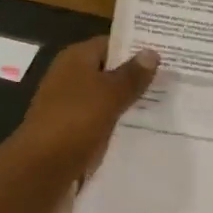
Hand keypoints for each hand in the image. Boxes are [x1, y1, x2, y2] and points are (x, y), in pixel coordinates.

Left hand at [13, 38, 159, 180]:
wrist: (40, 169)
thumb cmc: (75, 121)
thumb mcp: (110, 94)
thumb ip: (132, 75)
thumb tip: (151, 52)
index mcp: (75, 58)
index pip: (110, 44)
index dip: (136, 48)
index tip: (167, 54)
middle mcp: (69, 77)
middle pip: (108, 71)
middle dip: (136, 77)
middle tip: (172, 81)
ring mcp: (68, 105)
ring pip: (105, 98)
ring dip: (128, 103)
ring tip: (165, 106)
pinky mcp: (70, 131)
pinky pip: (99, 121)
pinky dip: (116, 124)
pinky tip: (141, 131)